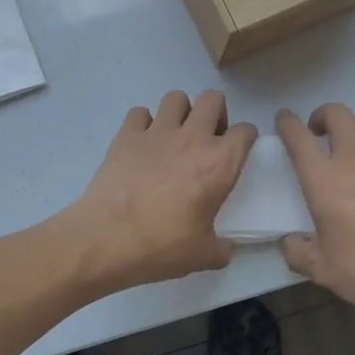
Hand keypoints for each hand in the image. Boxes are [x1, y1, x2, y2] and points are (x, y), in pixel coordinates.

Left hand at [65, 90, 257, 291]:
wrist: (108, 238)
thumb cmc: (162, 245)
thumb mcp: (204, 256)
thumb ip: (221, 248)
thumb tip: (225, 249)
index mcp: (219, 163)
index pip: (245, 132)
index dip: (246, 138)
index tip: (238, 151)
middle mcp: (192, 138)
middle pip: (213, 99)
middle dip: (215, 113)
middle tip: (207, 138)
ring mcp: (157, 132)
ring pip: (176, 98)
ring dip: (180, 112)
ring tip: (175, 135)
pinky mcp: (126, 135)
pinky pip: (139, 112)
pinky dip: (143, 123)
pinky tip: (142, 144)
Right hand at [276, 105, 354, 320]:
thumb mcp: (322, 270)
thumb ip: (298, 253)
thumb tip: (291, 242)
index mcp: (324, 181)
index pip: (299, 138)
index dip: (287, 123)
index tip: (284, 120)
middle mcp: (354, 161)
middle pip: (338, 114)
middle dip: (322, 115)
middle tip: (318, 134)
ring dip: (352, 126)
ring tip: (350, 146)